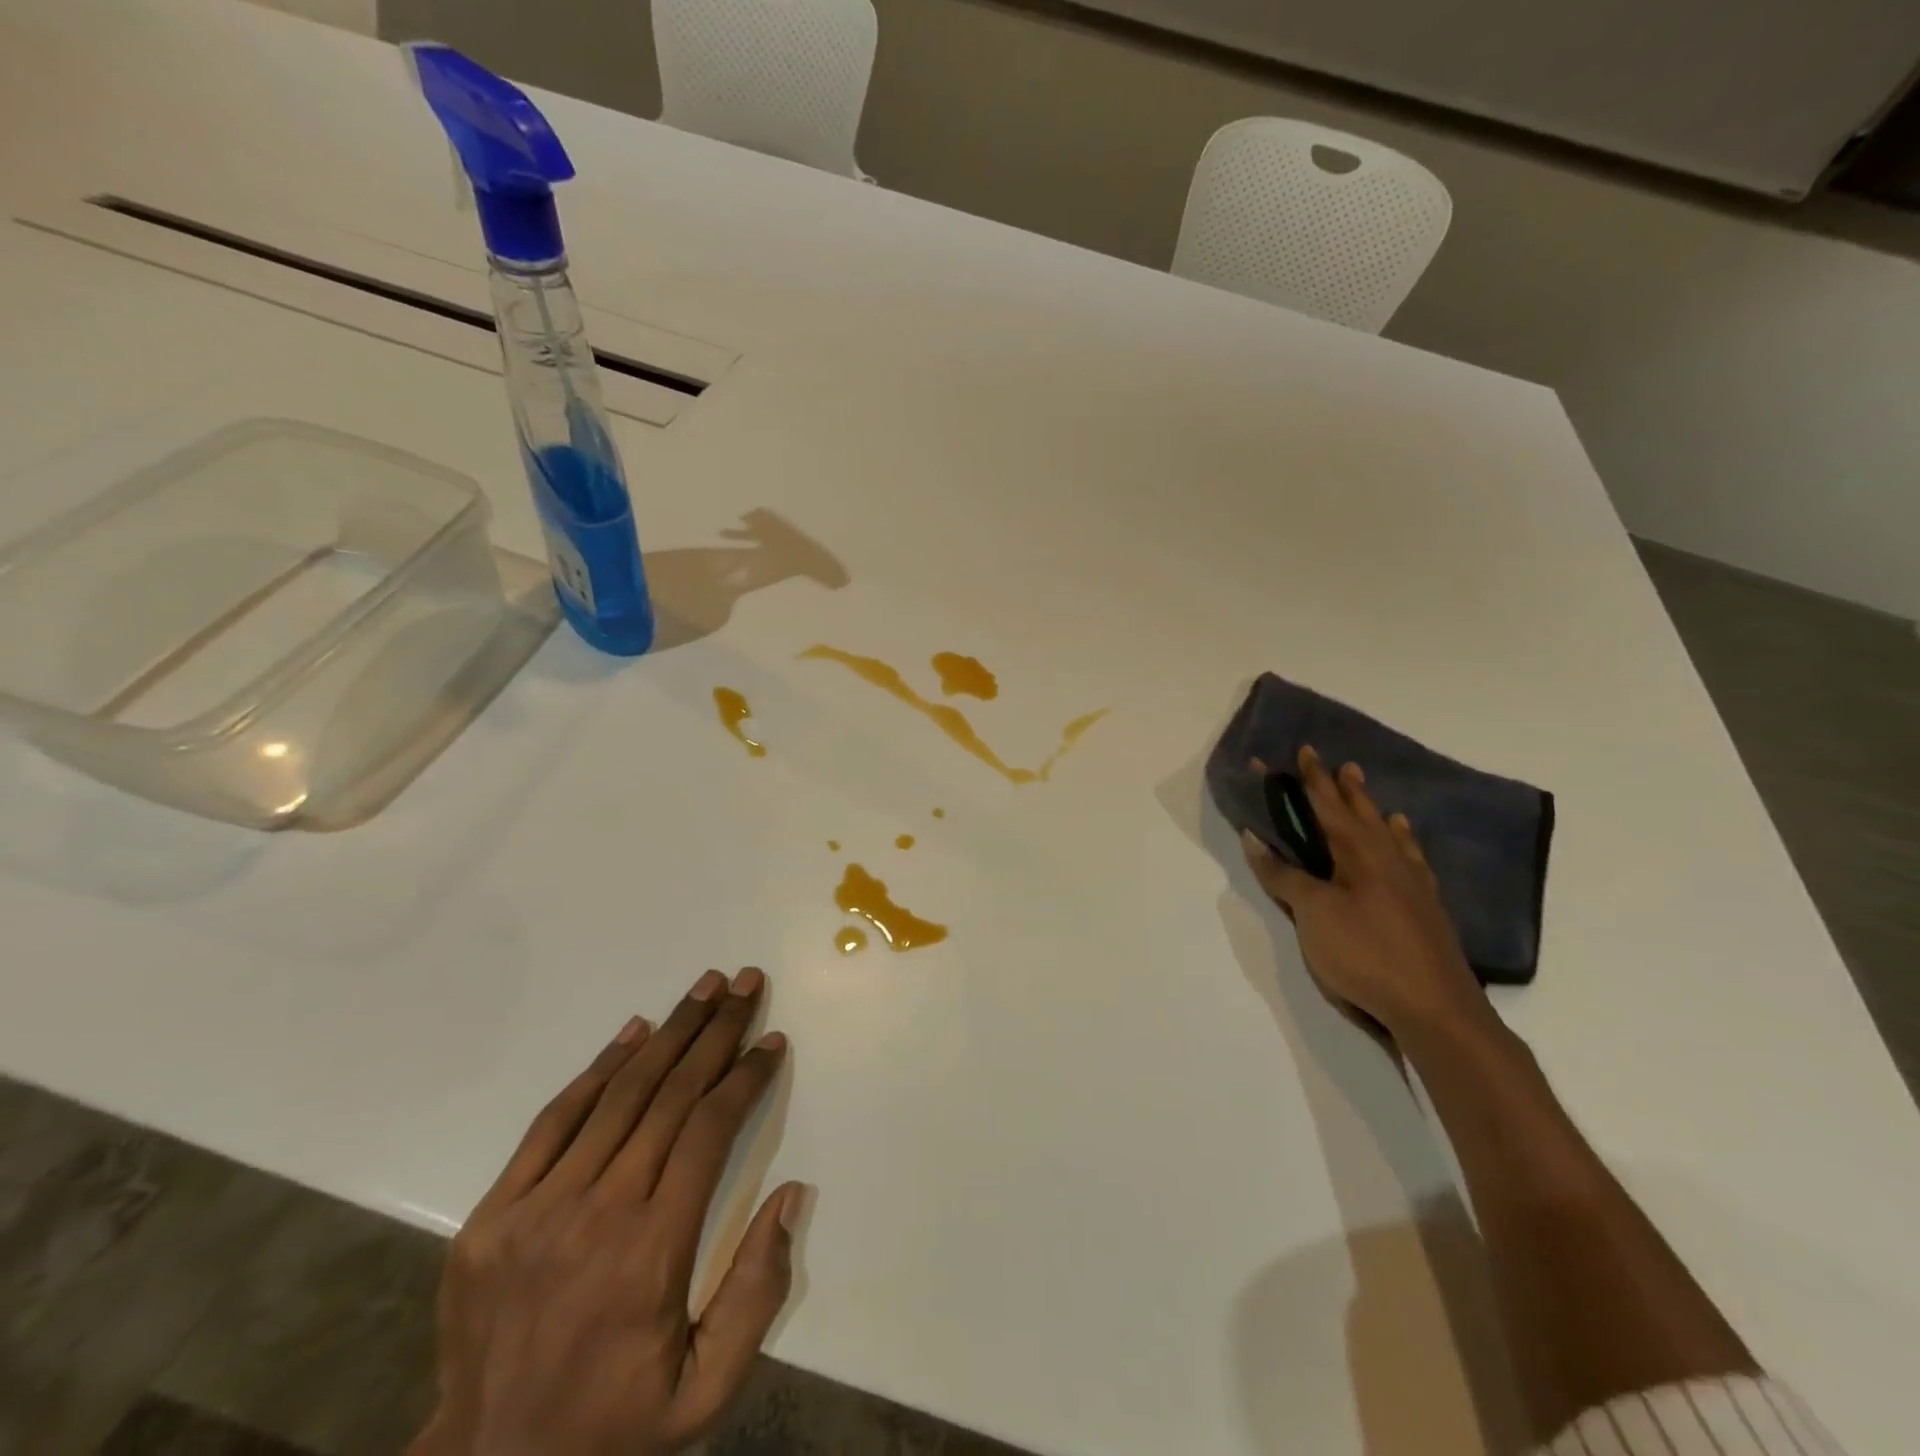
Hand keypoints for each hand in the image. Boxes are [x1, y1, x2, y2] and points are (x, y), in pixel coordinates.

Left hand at [412, 968, 804, 1455]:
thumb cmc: (616, 1426)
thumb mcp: (707, 1393)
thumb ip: (757, 1292)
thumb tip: (790, 1193)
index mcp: (651, 1253)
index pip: (709, 1132)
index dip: (746, 1077)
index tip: (772, 1041)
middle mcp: (596, 1215)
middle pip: (670, 1096)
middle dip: (716, 1032)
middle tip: (745, 982)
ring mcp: (536, 1210)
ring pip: (618, 1096)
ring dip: (669, 1032)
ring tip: (705, 987)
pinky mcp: (492, 1214)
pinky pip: (554, 1120)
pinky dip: (599, 1069)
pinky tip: (635, 1031)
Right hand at [1241, 746, 1487, 1040]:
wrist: (1435, 1008)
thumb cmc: (1364, 953)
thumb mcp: (1312, 913)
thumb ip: (1283, 875)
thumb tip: (1254, 837)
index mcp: (1358, 853)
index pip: (1327, 805)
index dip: (1312, 779)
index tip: (1304, 750)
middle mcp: (1388, 859)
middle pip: (1362, 815)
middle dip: (1345, 789)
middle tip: (1340, 763)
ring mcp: (1413, 885)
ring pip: (1391, 836)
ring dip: (1376, 813)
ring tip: (1375, 798)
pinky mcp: (1427, 910)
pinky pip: (1413, 862)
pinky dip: (1405, 847)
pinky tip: (1407, 850)